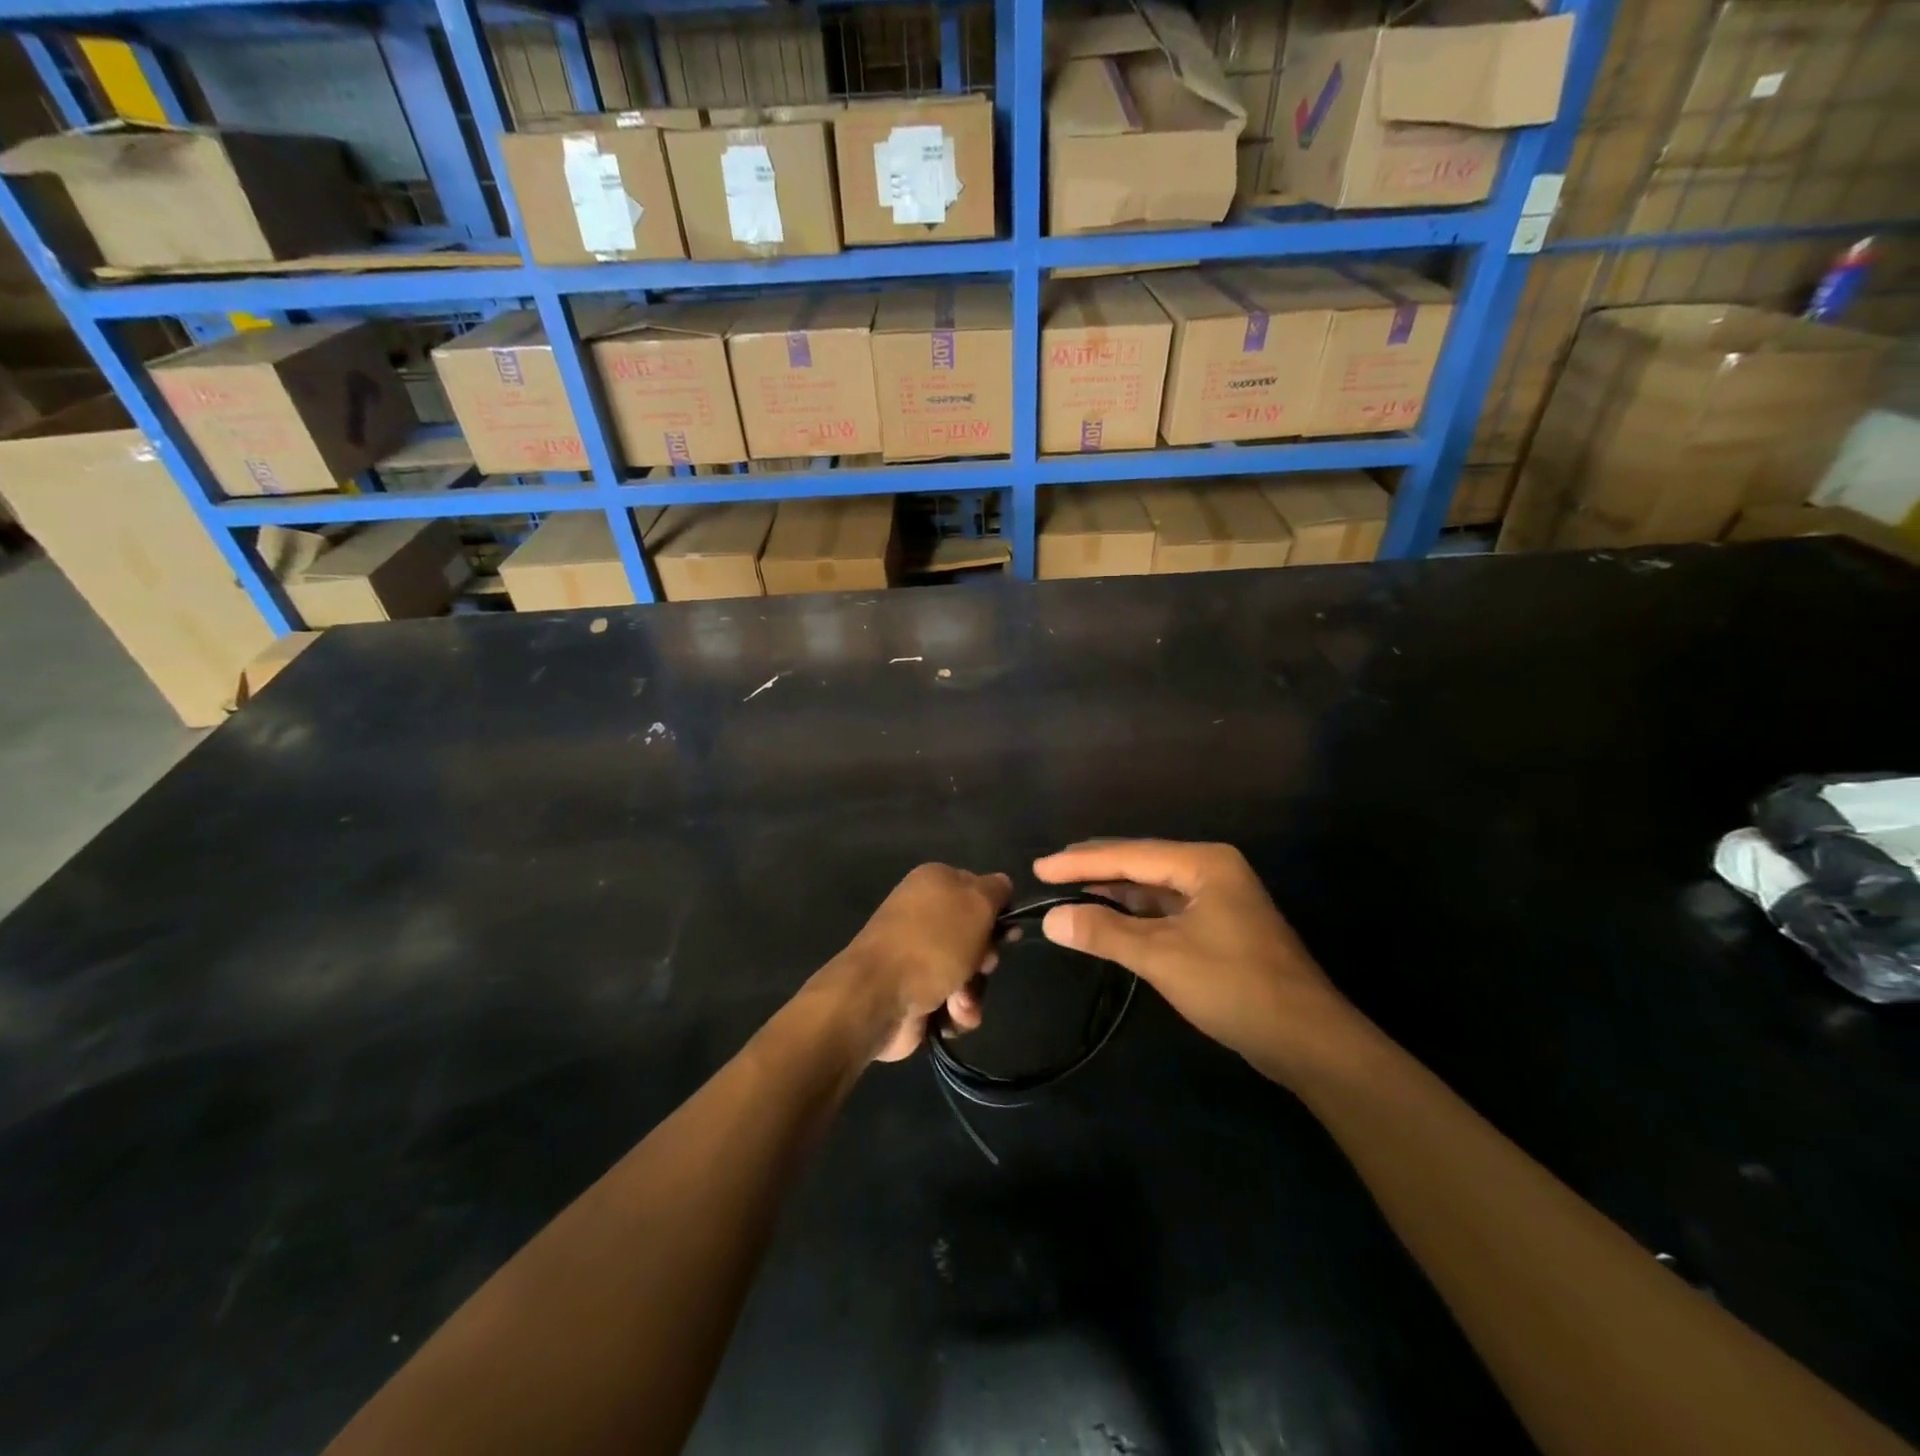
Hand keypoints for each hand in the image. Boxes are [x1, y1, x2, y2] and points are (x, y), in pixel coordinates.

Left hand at [834, 864, 1010, 1062]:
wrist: (879, 996)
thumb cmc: (932, 942)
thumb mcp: (976, 903)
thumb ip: (996, 890)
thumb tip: (1002, 885)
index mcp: (934, 882)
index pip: (980, 889)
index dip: (997, 912)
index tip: (1008, 933)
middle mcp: (924, 914)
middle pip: (977, 935)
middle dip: (985, 957)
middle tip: (981, 965)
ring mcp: (918, 955)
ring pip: (968, 971)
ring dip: (973, 989)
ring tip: (960, 1000)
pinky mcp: (915, 990)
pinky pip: (953, 999)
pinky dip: (957, 1009)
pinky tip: (950, 1014)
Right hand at [1033, 840, 1359, 1077]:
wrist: (1308, 1040)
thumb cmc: (1235, 986)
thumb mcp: (1162, 957)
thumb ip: (1104, 933)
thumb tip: (1051, 918)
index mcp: (1204, 863)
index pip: (1129, 855)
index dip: (1080, 862)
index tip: (1038, 867)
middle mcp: (1212, 870)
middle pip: (1141, 863)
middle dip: (1094, 869)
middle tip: (1048, 873)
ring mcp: (1218, 899)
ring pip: (1153, 887)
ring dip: (1113, 891)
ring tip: (1069, 890)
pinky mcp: (1220, 927)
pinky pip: (1166, 909)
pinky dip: (1135, 913)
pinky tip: (1109, 918)